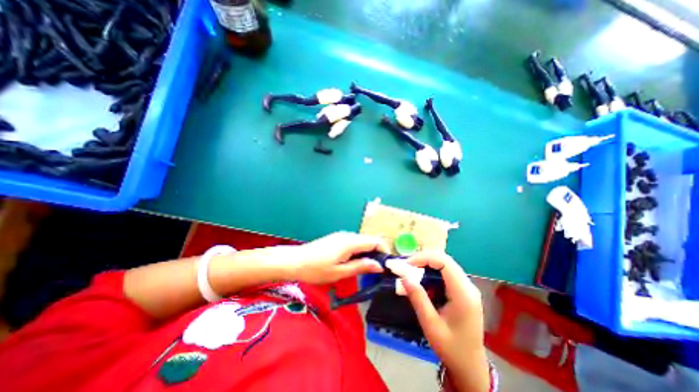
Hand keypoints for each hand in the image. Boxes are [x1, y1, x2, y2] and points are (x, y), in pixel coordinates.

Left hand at [286, 233, 390, 283]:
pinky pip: (354, 243)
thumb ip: (361, 266)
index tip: (387, 265)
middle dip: (377, 253)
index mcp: (350, 242)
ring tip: (368, 269)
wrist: (295, 261)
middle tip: (378, 270)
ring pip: (362, 241)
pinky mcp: (337, 238)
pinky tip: (355, 262)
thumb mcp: (340, 272)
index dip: (385, 251)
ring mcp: (342, 235)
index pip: (375, 241)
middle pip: (370, 240)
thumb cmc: (316, 269)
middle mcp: (348, 235)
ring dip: (368, 252)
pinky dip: (359, 251)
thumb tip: (379, 265)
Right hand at [401, 251, 487, 391]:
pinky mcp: (463, 290)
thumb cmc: (451, 349)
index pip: (444, 262)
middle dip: (423, 258)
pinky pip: (446, 272)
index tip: (406, 264)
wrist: (471, 367)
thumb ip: (418, 298)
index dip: (424, 258)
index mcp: (463, 294)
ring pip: (445, 263)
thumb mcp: (431, 325)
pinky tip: (422, 277)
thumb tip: (403, 276)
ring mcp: (467, 287)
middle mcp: (468, 286)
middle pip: (445, 259)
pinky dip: (431, 270)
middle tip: (406, 266)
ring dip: (426, 263)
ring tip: (410, 270)